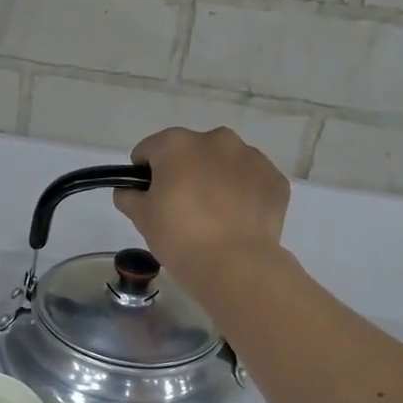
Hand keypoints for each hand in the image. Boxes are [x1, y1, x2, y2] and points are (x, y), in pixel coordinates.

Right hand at [115, 127, 290, 283]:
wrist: (235, 264)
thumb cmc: (179, 237)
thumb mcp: (141, 219)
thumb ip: (128, 196)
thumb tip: (128, 190)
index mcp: (177, 144)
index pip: (148, 151)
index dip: (143, 174)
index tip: (148, 199)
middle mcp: (216, 139)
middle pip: (189, 152)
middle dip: (183, 172)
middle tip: (181, 210)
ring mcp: (250, 156)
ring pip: (223, 163)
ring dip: (215, 180)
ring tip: (213, 217)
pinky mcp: (274, 178)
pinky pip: (250, 180)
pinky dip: (242, 194)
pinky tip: (236, 221)